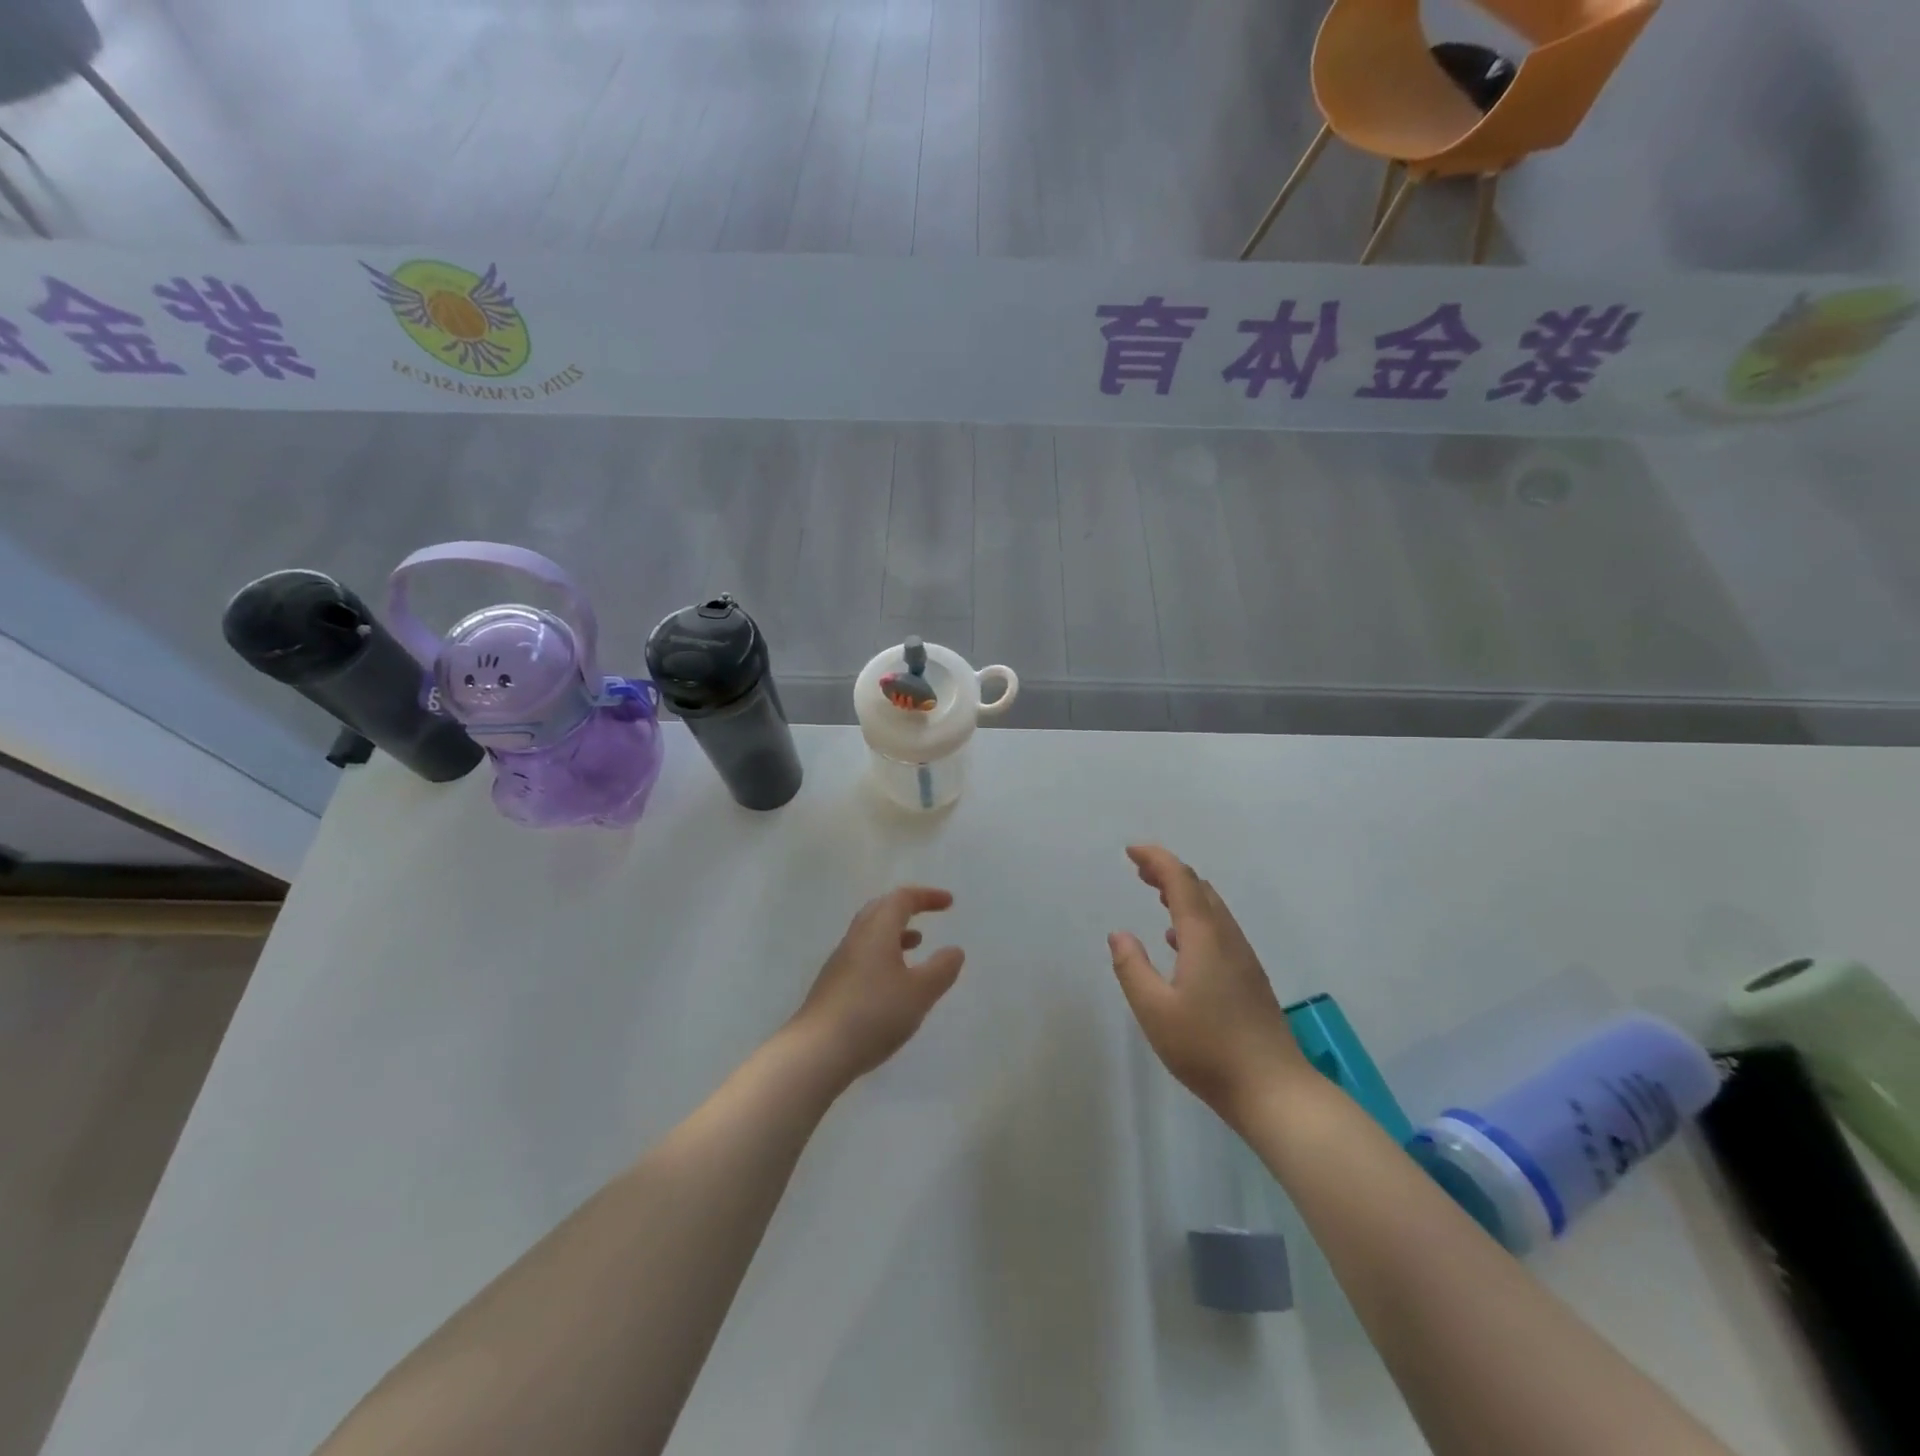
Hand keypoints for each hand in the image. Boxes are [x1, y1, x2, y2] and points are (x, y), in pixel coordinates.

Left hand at [789, 887, 965, 1088]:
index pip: (902, 899)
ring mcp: (840, 962)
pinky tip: (892, 981)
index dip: (926, 896)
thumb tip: (954, 950)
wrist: (817, 1051)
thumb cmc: (874, 1014)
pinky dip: (883, 955)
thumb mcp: (919, 993)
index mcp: (877, 931)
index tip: (948, 903)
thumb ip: (941, 969)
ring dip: (894, 933)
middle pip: (880, 910)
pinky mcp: (833, 985)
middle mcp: (856, 939)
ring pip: (870, 934)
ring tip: (916, 944)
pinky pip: (863, 955)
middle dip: (906, 908)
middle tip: (928, 914)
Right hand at [1108, 845, 1308, 1126]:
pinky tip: (1180, 943)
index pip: (1181, 881)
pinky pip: (1220, 930)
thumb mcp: (1154, 1010)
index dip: (1156, 860)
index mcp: (1204, 938)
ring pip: (1213, 910)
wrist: (1274, 1090)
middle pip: (1200, 889)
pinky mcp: (1250, 980)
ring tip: (1157, 895)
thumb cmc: (1207, 1049)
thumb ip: (1132, 968)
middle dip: (1169, 872)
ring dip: (1184, 894)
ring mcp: (1243, 959)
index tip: (1131, 851)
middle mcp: (1228, 940)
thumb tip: (1119, 934)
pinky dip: (1196, 918)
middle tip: (1139, 869)